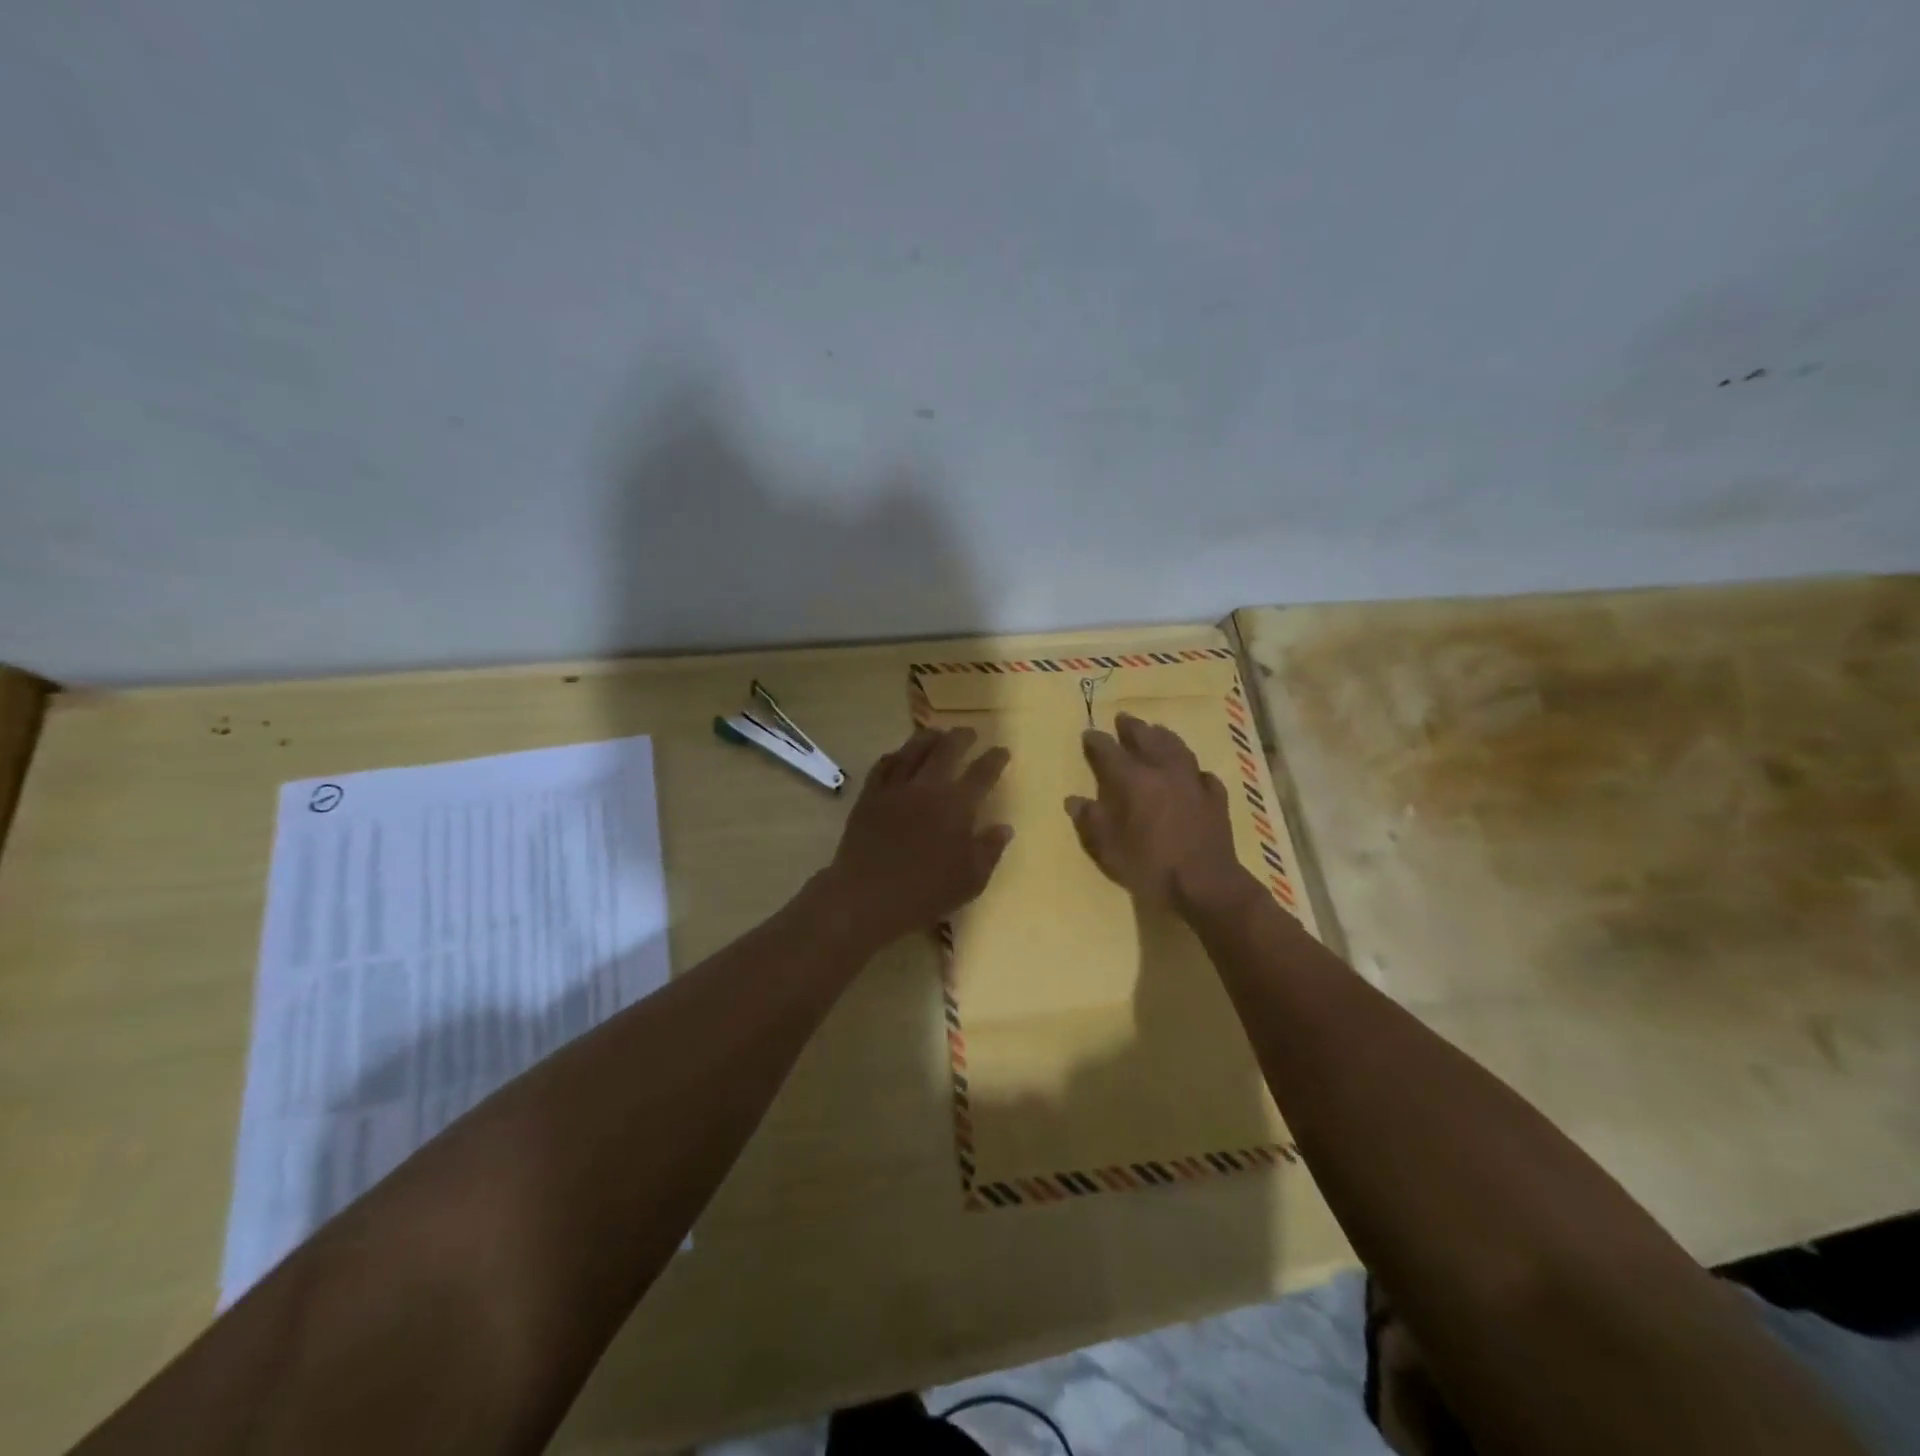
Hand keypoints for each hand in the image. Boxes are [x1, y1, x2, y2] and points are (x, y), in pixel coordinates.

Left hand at [815, 725, 1012, 951]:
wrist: (868, 897)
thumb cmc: (926, 893)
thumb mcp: (971, 880)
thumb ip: (990, 849)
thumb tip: (1004, 827)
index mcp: (957, 805)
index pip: (983, 772)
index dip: (995, 758)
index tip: (1002, 750)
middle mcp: (927, 787)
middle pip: (947, 749)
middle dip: (961, 737)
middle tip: (969, 733)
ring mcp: (895, 788)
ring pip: (913, 750)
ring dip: (928, 738)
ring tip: (936, 734)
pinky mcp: (869, 797)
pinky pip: (883, 766)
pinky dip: (894, 756)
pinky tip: (897, 755)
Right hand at [1066, 713, 1249, 911]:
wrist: (1204, 884)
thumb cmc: (1149, 865)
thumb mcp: (1108, 848)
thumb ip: (1090, 820)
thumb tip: (1074, 800)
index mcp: (1133, 780)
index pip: (1109, 751)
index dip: (1096, 742)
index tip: (1088, 734)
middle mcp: (1163, 771)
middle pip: (1146, 739)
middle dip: (1132, 728)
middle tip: (1123, 718)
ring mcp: (1193, 782)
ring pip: (1178, 748)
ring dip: (1164, 737)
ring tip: (1157, 731)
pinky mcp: (1215, 799)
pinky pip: (1203, 775)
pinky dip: (1193, 770)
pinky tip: (1193, 773)